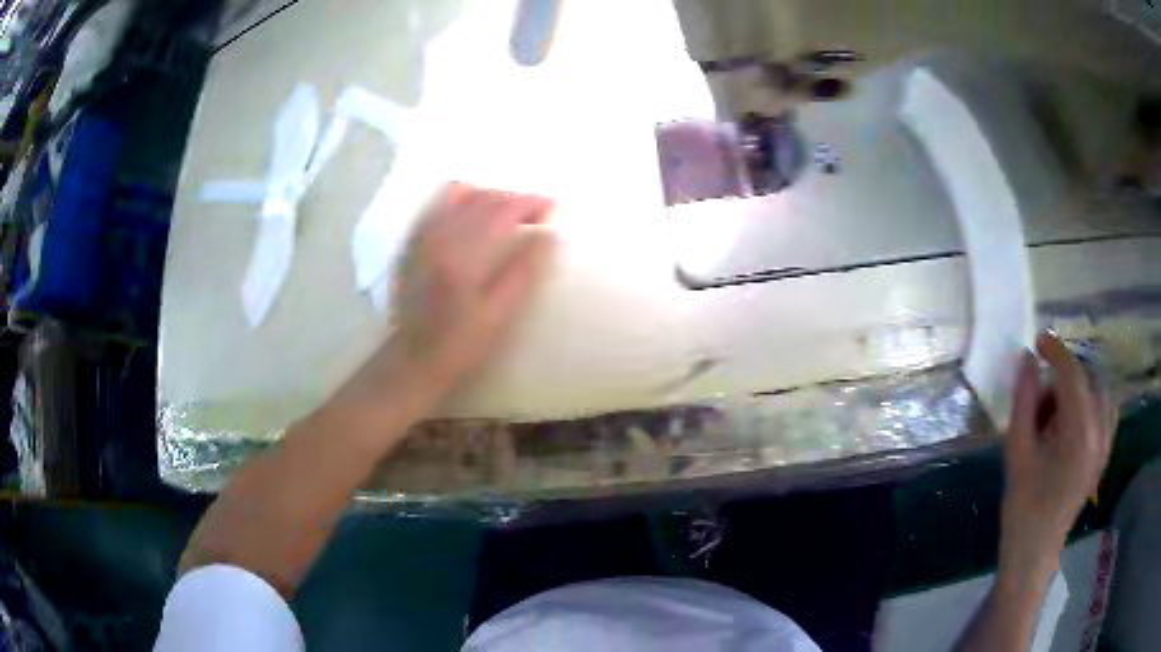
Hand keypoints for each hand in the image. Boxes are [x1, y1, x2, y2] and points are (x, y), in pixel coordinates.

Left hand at [344, 184, 554, 407]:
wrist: (412, 360)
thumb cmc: (460, 345)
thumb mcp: (499, 316)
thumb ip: (524, 272)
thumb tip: (550, 236)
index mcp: (462, 255)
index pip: (501, 210)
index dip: (529, 202)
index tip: (551, 205)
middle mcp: (438, 236)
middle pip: (480, 197)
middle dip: (512, 197)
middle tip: (535, 210)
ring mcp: (421, 236)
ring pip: (457, 193)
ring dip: (487, 195)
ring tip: (505, 212)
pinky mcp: (411, 241)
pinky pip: (437, 204)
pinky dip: (460, 200)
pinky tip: (472, 215)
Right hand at [1000, 332, 1114, 579]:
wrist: (1036, 552)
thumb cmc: (1023, 506)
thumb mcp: (1017, 452)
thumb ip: (1024, 400)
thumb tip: (1028, 359)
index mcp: (1080, 433)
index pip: (1072, 372)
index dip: (1055, 350)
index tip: (1037, 343)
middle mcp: (1100, 432)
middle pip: (1088, 376)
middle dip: (1064, 375)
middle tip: (1040, 400)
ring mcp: (1106, 443)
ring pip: (1099, 390)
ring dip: (1078, 387)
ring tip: (1056, 414)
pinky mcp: (1105, 452)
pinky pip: (1106, 408)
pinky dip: (1092, 401)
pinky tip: (1075, 419)